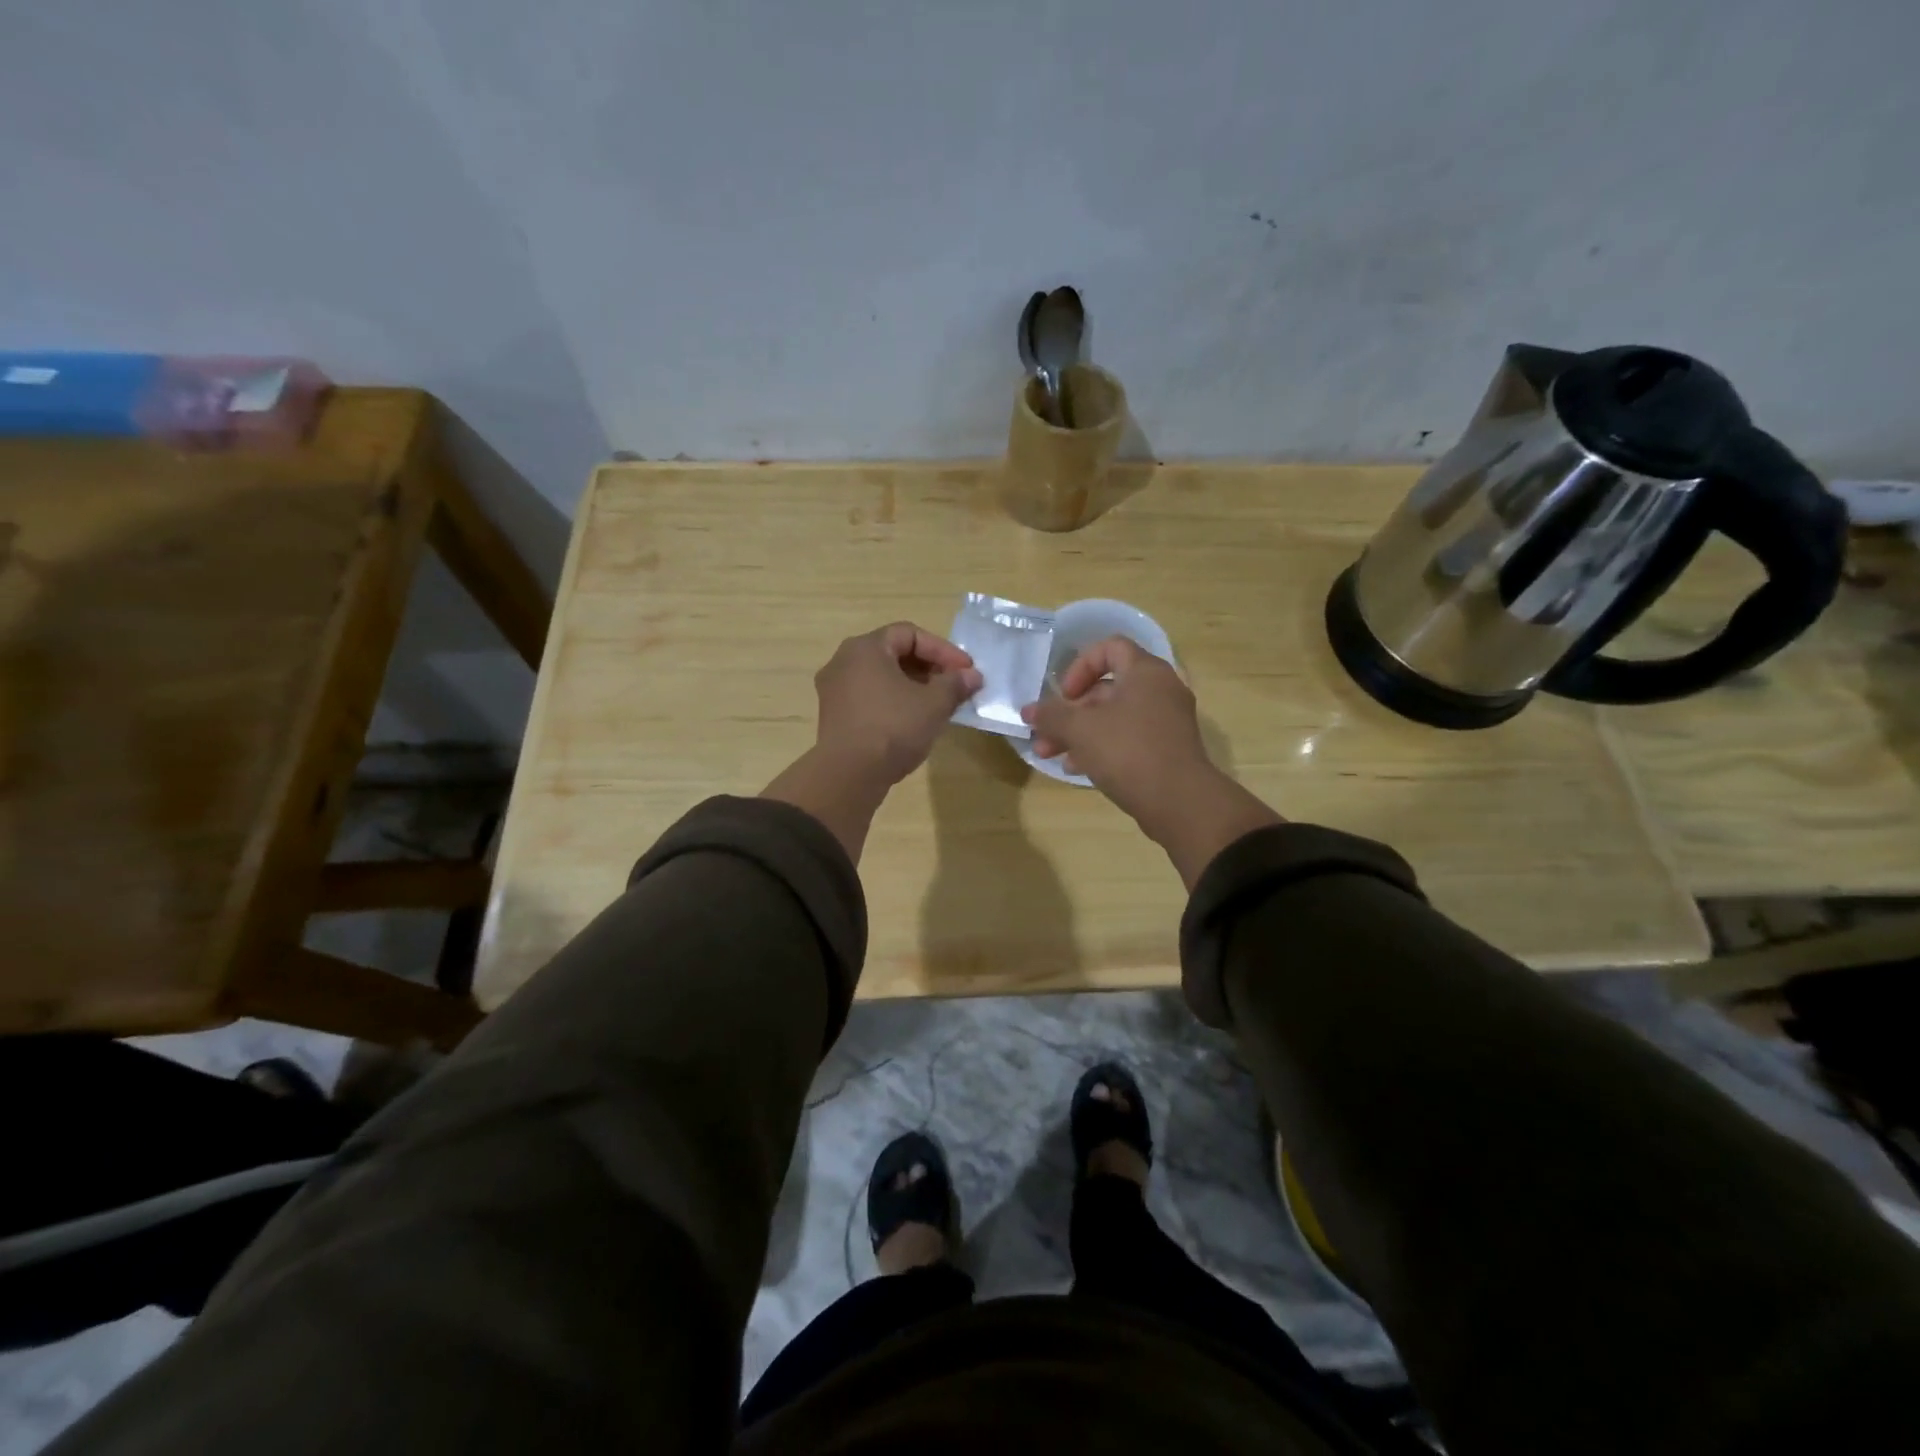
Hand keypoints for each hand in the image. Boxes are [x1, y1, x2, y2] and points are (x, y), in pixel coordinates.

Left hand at [813, 622, 981, 786]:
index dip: (943, 650)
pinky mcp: (833, 715)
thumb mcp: (934, 704)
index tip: (966, 671)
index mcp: (865, 647)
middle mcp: (843, 661)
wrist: (849, 775)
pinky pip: (869, 697)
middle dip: (929, 668)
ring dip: (913, 686)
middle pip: (894, 653)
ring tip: (938, 705)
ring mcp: (834, 689)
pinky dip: (893, 701)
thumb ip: (955, 684)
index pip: (910, 634)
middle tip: (954, 686)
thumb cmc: (893, 728)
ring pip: (881, 677)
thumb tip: (972, 675)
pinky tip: (913, 721)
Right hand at [1022, 636, 1208, 820]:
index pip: (1110, 647)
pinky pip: (1128, 738)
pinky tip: (1076, 768)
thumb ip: (1050, 715)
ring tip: (1050, 755)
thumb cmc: (1128, 751)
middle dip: (1070, 711)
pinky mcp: (1166, 750)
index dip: (1080, 666)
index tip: (1064, 695)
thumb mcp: (1081, 729)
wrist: (1180, 802)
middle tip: (1045, 733)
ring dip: (1079, 733)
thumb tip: (1028, 711)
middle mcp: (1160, 690)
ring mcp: (1166, 721)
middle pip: (1107, 688)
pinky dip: (1101, 747)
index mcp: (1145, 672)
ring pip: (1114, 717)